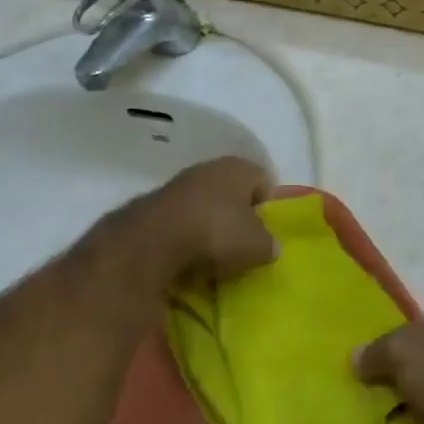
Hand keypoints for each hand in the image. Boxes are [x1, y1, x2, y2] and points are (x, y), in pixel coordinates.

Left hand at [141, 156, 276, 283]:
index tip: (266, 231)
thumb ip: (270, 244)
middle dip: (237, 215)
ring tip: (213, 254)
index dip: (268, 205)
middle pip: (233, 191)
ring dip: (210, 224)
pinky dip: (186, 234)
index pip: (264, 180)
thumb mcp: (257, 246)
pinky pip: (181, 218)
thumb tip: (271, 245)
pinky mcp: (154, 203)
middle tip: (241, 243)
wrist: (152, 241)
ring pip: (205, 204)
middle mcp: (210, 167)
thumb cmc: (216, 232)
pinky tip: (187, 256)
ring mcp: (179, 183)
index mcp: (239, 168)